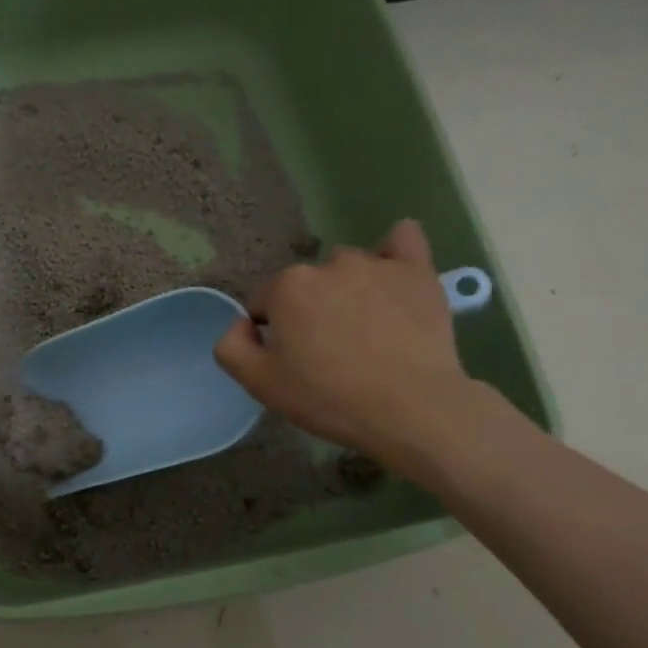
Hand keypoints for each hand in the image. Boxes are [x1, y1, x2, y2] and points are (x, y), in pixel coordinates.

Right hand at [213, 220, 479, 474]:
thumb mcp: (259, 384)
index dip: (271, 334)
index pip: (263, 303)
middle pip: (305, 285)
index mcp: (286, 287)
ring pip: (347, 269)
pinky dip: (393, 253)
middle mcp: (328, 264)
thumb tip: (242, 324)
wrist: (410, 408)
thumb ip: (231, 346)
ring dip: (347, 291)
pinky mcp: (417, 271)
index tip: (290, 361)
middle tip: (327, 353)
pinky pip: (402, 240)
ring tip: (365, 331)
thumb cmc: (328, 397)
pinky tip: (392, 275)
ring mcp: (376, 264)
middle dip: (308, 311)